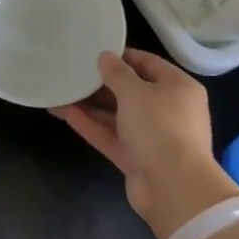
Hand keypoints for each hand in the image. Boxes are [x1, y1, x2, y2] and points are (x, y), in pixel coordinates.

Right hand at [52, 49, 238, 238]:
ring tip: (60, 89)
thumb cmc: (160, 127)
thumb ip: (117, 73)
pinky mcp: (134, 157)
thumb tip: (105, 57)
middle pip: (130, 90)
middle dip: (101, 82)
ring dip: (90, 104)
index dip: (122, 56)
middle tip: (72, 70)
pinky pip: (109, 134)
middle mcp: (166, 110)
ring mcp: (150, 136)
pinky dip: (88, 123)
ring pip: (116, 114)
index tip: (94, 51)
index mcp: (178, 87)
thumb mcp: (136, 92)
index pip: (148, 63)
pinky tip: (62, 111)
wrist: (173, 187)